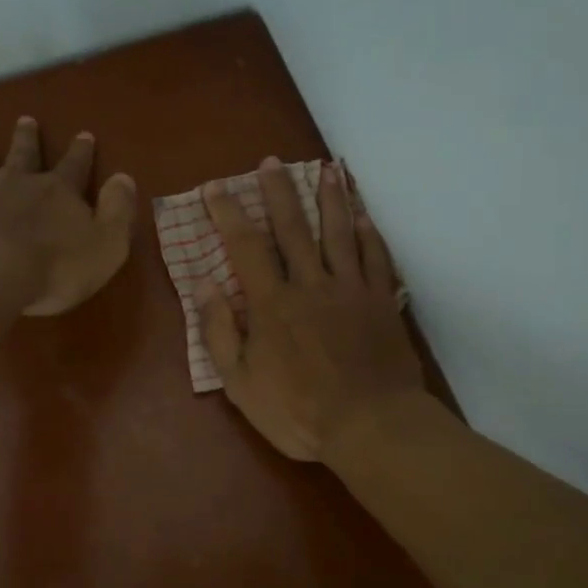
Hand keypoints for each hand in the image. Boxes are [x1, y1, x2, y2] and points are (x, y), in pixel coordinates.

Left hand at [0, 116, 137, 315]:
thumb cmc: (53, 268)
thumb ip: (118, 211)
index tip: (84, 135)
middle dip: (28, 138)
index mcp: (57, 193)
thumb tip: (124, 178)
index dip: (81, 153)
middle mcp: (15, 183)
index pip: (74, 167)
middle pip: (24, 155)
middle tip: (26, 119)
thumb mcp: (106, 246)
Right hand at [197, 158, 424, 461]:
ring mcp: (351, 290)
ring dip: (331, 198)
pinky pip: (376, 259)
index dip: (229, 213)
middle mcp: (311, 284)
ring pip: (340, 233)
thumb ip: (220, 333)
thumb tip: (204, 285)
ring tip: (327, 169)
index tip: (215, 188)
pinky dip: (370, 234)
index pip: (245, 246)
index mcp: (273, 303)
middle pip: (294, 227)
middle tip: (272, 161)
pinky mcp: (382, 302)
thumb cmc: (299, 412)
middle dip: (279, 192)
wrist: (370, 426)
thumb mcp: (241, 384)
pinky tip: (364, 217)